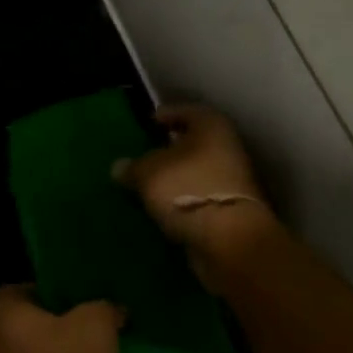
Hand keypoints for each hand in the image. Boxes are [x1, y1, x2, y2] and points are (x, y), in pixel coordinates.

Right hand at [120, 104, 269, 253]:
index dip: (167, 115)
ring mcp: (232, 181)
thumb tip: (119, 167)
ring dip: (177, 176)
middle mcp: (227, 148)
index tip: (150, 122)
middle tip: (146, 153)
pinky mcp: (231, 210)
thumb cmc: (187, 189)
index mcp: (210, 127)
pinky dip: (183, 198)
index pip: (187, 111)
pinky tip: (163, 206)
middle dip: (171, 148)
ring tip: (149, 183)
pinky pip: (200, 196)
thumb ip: (131, 167)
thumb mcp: (146, 173)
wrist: (228, 240)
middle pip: (195, 142)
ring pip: (198, 171)